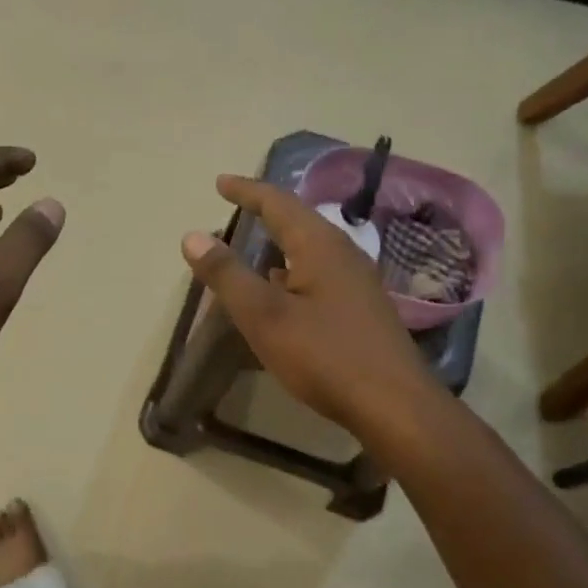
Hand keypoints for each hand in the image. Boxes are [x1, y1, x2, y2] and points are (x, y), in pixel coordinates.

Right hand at [180, 175, 433, 435]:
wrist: (394, 404)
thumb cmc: (324, 356)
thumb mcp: (264, 316)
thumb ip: (227, 275)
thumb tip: (193, 236)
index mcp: (320, 245)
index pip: (278, 203)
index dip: (246, 191)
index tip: (220, 182)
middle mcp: (343, 254)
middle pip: (299, 221)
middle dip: (266, 212)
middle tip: (238, 208)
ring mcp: (357, 282)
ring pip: (311, 249)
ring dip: (280, 243)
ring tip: (253, 248)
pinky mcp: (362, 309)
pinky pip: (320, 274)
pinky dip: (293, 271)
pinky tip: (283, 292)